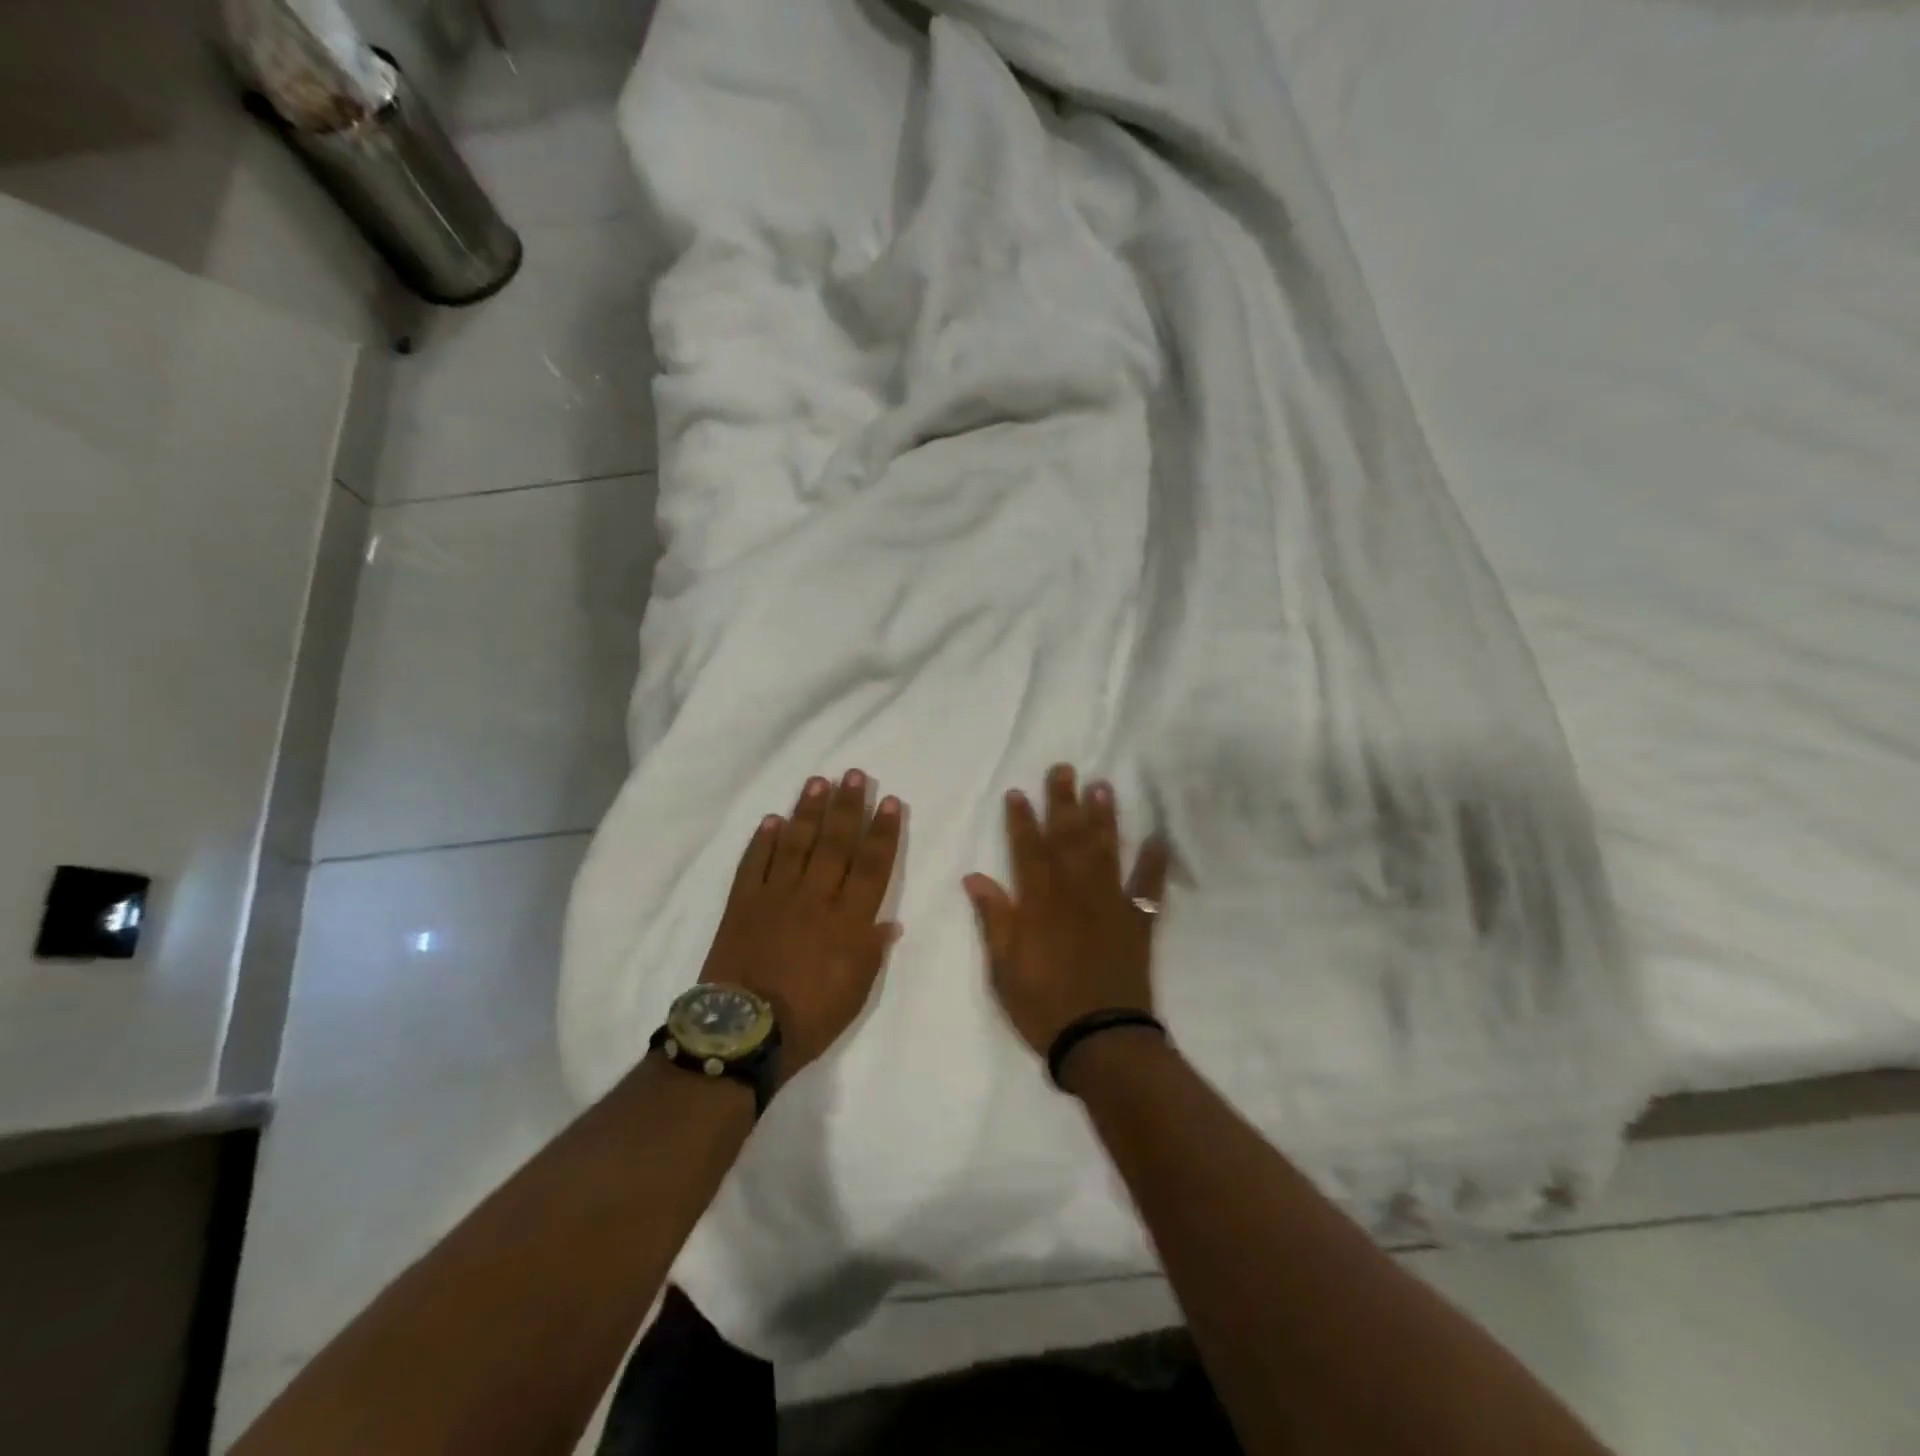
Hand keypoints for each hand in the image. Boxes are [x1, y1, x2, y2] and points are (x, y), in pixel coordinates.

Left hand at [700, 770, 904, 1079]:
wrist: (743, 1031)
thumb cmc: (810, 1017)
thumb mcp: (856, 993)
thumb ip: (872, 952)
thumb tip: (889, 922)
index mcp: (848, 920)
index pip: (872, 865)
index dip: (883, 832)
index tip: (890, 801)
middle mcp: (815, 897)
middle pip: (836, 843)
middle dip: (848, 806)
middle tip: (854, 774)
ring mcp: (776, 896)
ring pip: (796, 843)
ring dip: (808, 810)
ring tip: (818, 782)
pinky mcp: (743, 903)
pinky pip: (754, 863)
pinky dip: (763, 840)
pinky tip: (772, 820)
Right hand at [964, 764, 1171, 1058]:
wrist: (1101, 1041)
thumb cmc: (1043, 1006)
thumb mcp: (1003, 967)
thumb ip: (994, 918)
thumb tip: (975, 877)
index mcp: (1041, 903)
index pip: (1028, 851)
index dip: (1021, 820)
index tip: (1018, 792)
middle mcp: (1076, 893)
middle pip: (1069, 839)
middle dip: (1064, 802)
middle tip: (1064, 769)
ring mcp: (1111, 905)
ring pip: (1107, 851)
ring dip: (1105, 818)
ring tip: (1102, 787)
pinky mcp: (1138, 923)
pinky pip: (1149, 888)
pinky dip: (1155, 863)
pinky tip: (1159, 839)